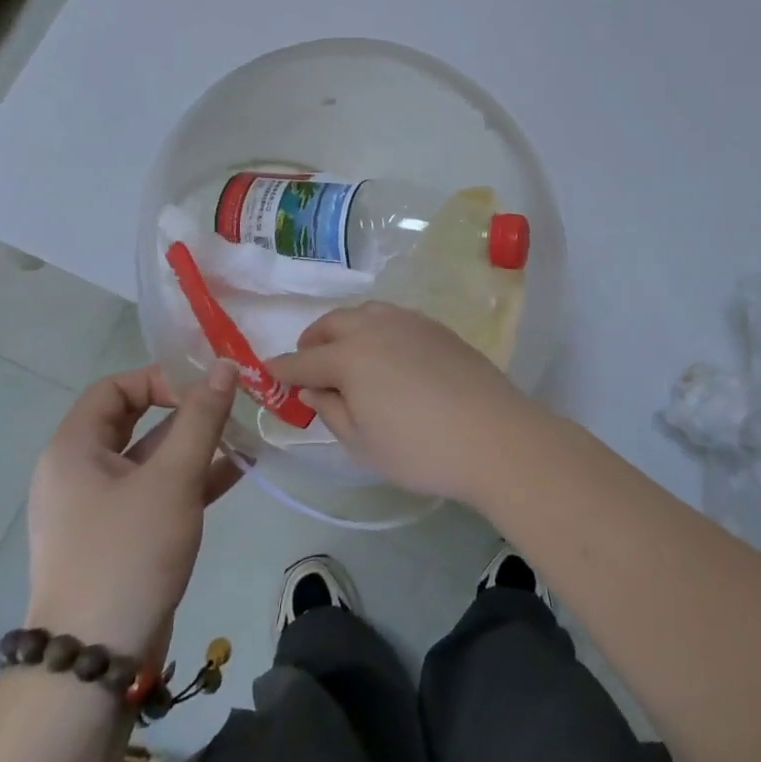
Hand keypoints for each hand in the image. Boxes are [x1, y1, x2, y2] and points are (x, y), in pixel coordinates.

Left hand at [25, 362, 241, 659]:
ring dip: (193, 446)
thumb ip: (202, 418)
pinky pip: (153, 494)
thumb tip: (224, 365)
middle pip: (132, 422)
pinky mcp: (115, 541)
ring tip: (242, 437)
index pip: (114, 389)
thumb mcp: (173, 479)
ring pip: (148, 460)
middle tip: (227, 407)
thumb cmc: (128, 554)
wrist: (92, 664)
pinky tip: (235, 473)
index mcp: (73, 450)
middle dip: (183, 412)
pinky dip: (189, 480)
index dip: (159, 379)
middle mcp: (77, 474)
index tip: (202, 390)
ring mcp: (95, 511)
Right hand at [268, 303, 539, 504]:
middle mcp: (375, 328)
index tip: (268, 373)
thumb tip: (312, 388)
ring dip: (345, 329)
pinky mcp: (436, 327)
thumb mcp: (363, 444)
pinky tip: (385, 352)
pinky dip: (376, 328)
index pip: (304, 361)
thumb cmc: (419, 449)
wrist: (492, 435)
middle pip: (332, 324)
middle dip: (313, 341)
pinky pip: (393, 317)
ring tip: (345, 353)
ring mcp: (409, 322)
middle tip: (308, 363)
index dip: (283, 369)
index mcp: (349, 357)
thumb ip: (331, 411)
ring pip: (364, 312)